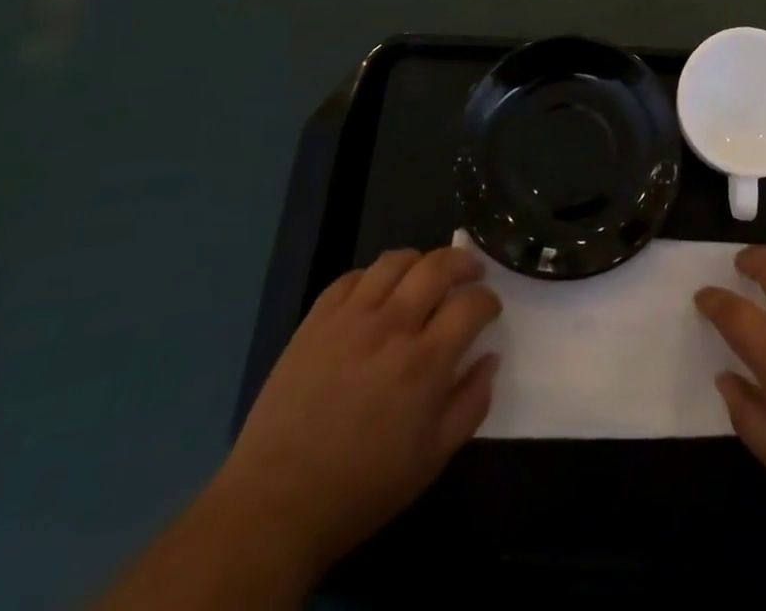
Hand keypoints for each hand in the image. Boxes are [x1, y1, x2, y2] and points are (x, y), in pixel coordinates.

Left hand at [213, 246, 500, 576]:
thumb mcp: (433, 459)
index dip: (488, 300)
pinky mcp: (315, 321)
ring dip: (420, 260)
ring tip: (424, 275)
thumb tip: (489, 358)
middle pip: (438, 266)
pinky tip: (377, 293)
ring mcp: (350, 319)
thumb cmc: (363, 487)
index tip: (489, 309)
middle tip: (470, 272)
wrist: (276, 504)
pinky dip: (372, 276)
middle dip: (464, 263)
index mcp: (425, 362)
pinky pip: (351, 277)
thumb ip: (471, 403)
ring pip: (395, 261)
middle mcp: (392, 327)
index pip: (471, 304)